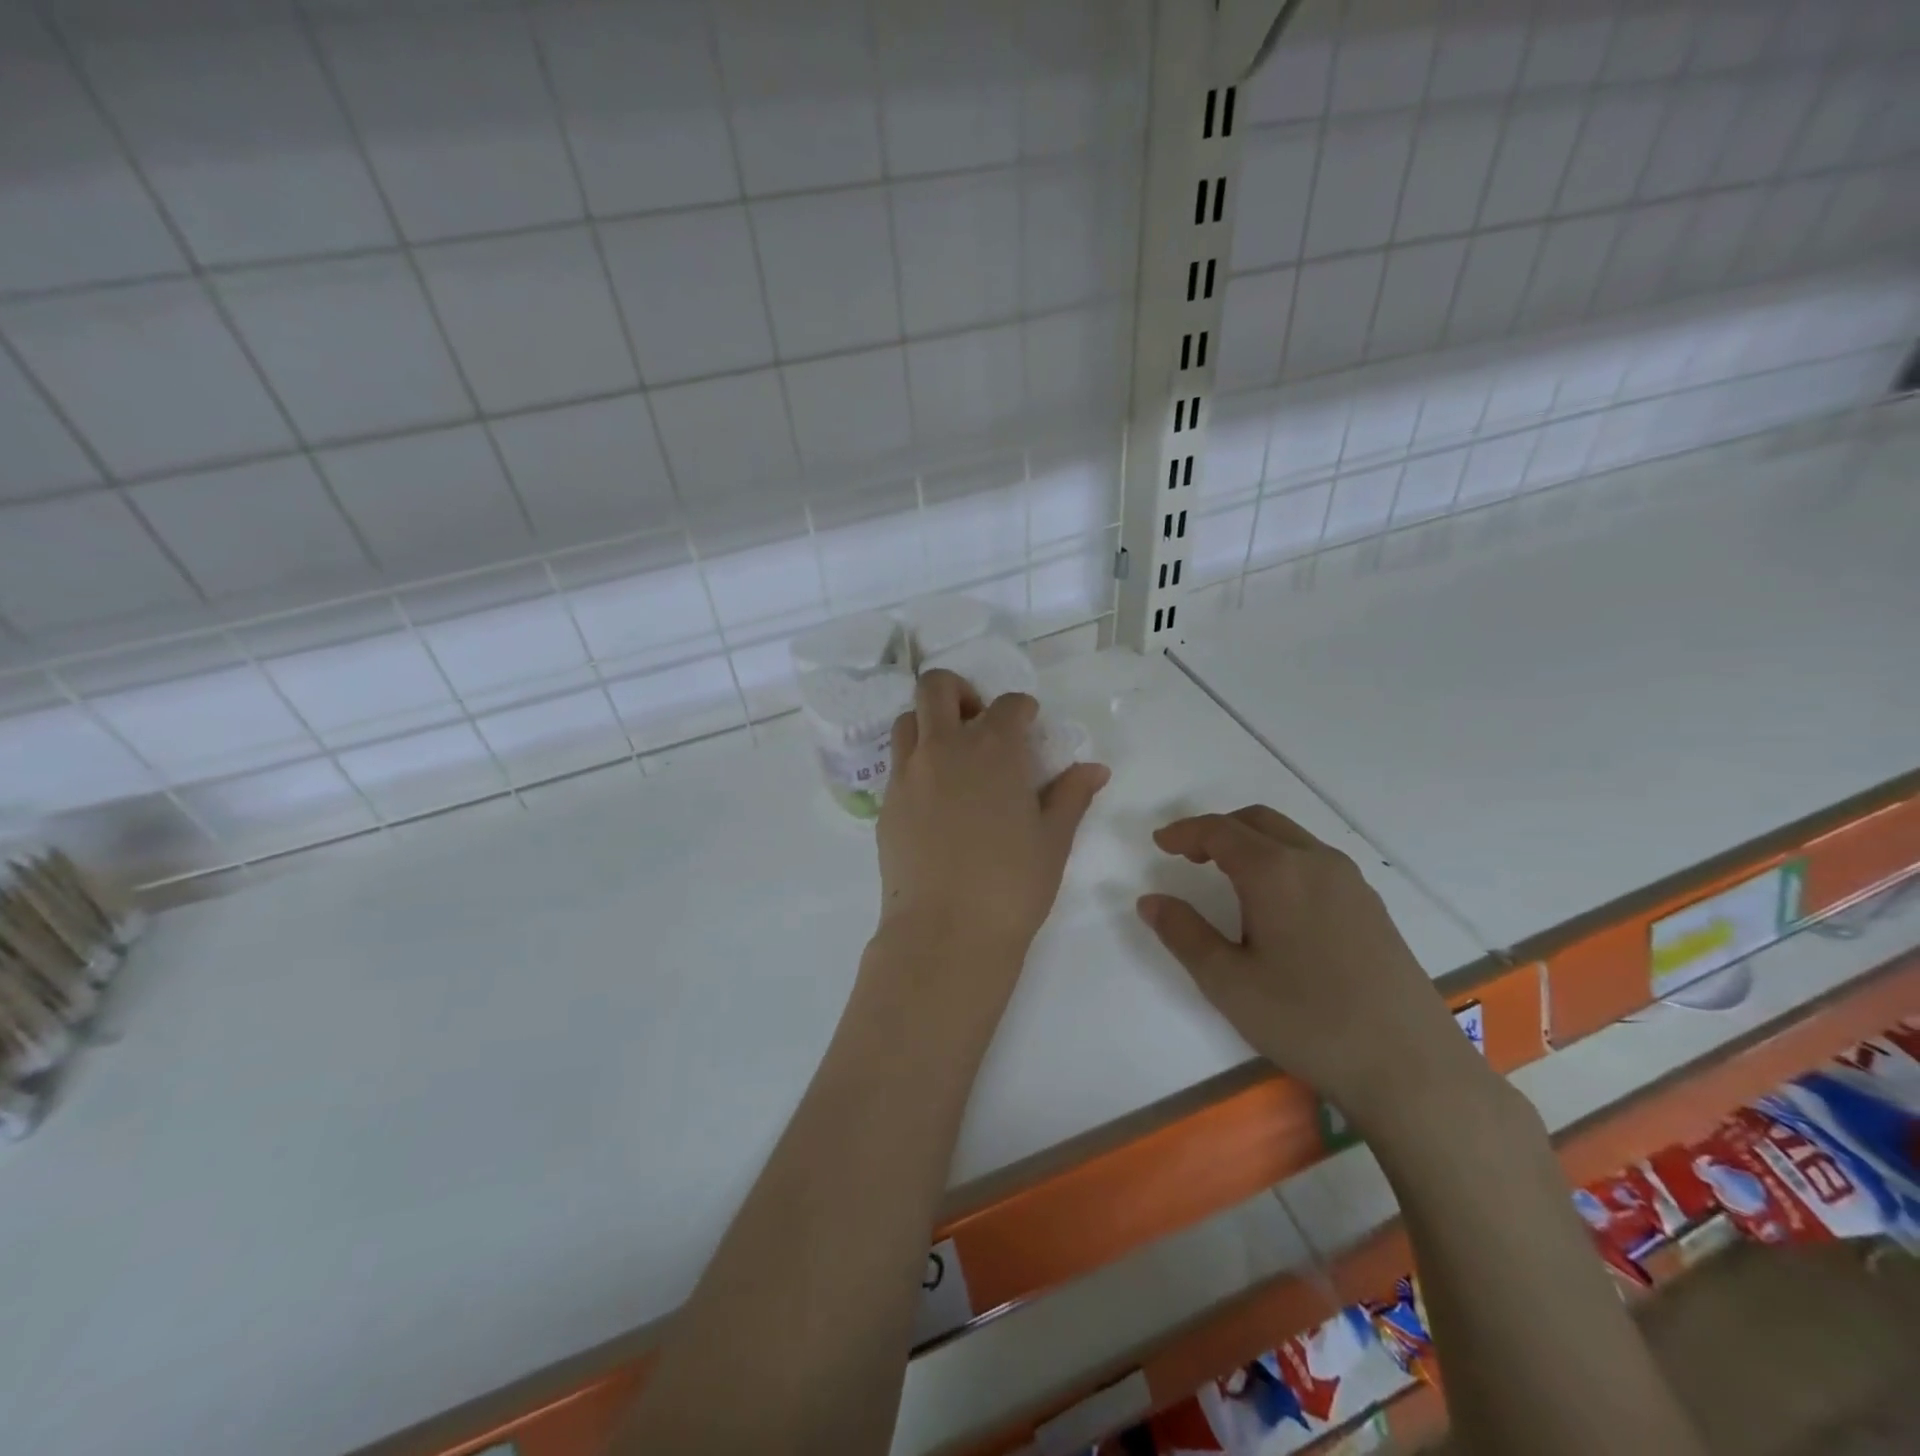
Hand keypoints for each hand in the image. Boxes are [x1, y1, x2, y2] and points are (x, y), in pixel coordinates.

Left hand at [876, 670, 1108, 974]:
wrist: (946, 931)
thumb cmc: (1012, 885)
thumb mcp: (1053, 840)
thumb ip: (1072, 796)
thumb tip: (1095, 768)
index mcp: (994, 750)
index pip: (1009, 704)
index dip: (1023, 710)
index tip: (1029, 727)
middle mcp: (945, 748)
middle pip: (937, 687)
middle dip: (960, 692)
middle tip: (977, 722)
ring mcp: (908, 774)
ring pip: (908, 720)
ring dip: (931, 723)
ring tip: (952, 755)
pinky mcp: (886, 803)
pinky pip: (897, 763)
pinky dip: (916, 761)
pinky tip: (935, 797)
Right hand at [1137, 806, 1488, 1136]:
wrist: (1411, 1067)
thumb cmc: (1307, 1020)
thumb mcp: (1227, 982)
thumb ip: (1183, 933)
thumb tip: (1151, 900)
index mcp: (1276, 871)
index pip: (1220, 831)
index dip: (1185, 832)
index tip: (1160, 842)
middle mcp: (1315, 862)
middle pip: (1258, 821)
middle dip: (1217, 830)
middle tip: (1188, 855)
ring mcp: (1351, 882)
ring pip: (1290, 838)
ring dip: (1252, 843)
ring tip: (1227, 876)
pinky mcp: (1372, 907)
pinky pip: (1315, 861)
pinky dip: (1281, 861)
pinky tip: (1276, 904)